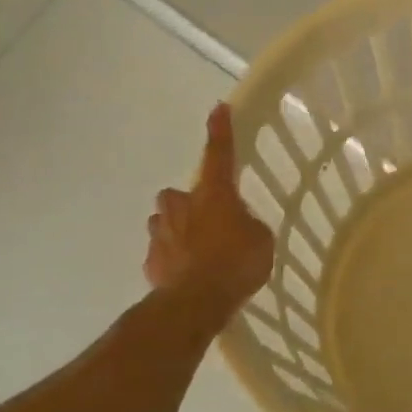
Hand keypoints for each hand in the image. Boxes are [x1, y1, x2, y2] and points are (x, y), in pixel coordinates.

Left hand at [144, 105, 273, 329]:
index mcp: (213, 194)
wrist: (195, 303)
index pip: (219, 153)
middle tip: (208, 221)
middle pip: (178, 194)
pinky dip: (171, 259)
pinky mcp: (150, 262)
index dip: (220, 131)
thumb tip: (238, 228)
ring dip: (177, 230)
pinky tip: (186, 276)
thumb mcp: (261, 240)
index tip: (218, 108)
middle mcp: (181, 206)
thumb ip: (248, 226)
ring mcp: (160, 233)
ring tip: (196, 252)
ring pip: (164, 221)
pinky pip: (161, 252)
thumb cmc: (235, 263)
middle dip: (188, 203)